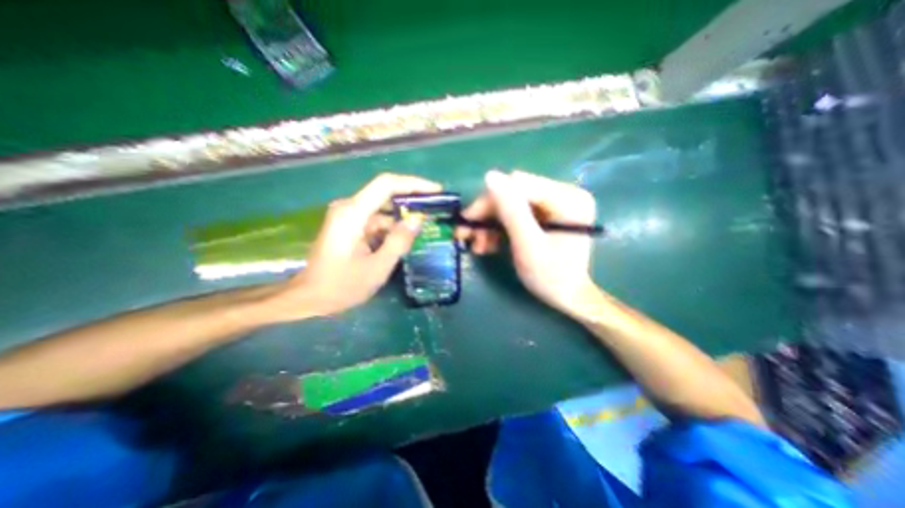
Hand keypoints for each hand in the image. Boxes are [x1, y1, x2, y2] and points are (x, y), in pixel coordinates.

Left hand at [277, 173, 443, 317]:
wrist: (310, 297)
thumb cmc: (341, 286)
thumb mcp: (377, 267)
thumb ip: (399, 242)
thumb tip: (418, 220)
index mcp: (353, 213)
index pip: (386, 184)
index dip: (414, 184)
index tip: (436, 191)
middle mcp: (349, 208)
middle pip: (385, 194)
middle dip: (412, 200)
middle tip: (436, 209)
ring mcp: (348, 216)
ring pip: (383, 209)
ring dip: (403, 217)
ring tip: (426, 226)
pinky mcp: (350, 226)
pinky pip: (376, 220)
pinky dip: (392, 227)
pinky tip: (405, 238)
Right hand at [457, 171, 598, 317]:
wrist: (566, 297)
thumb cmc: (551, 277)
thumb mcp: (528, 246)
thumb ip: (511, 211)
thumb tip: (491, 175)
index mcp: (568, 198)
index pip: (518, 185)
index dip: (489, 201)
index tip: (467, 222)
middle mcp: (563, 194)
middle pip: (513, 193)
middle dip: (488, 216)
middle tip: (467, 236)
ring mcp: (554, 203)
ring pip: (510, 203)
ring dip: (490, 224)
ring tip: (478, 246)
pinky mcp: (545, 213)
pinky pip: (515, 213)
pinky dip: (499, 227)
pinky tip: (489, 243)